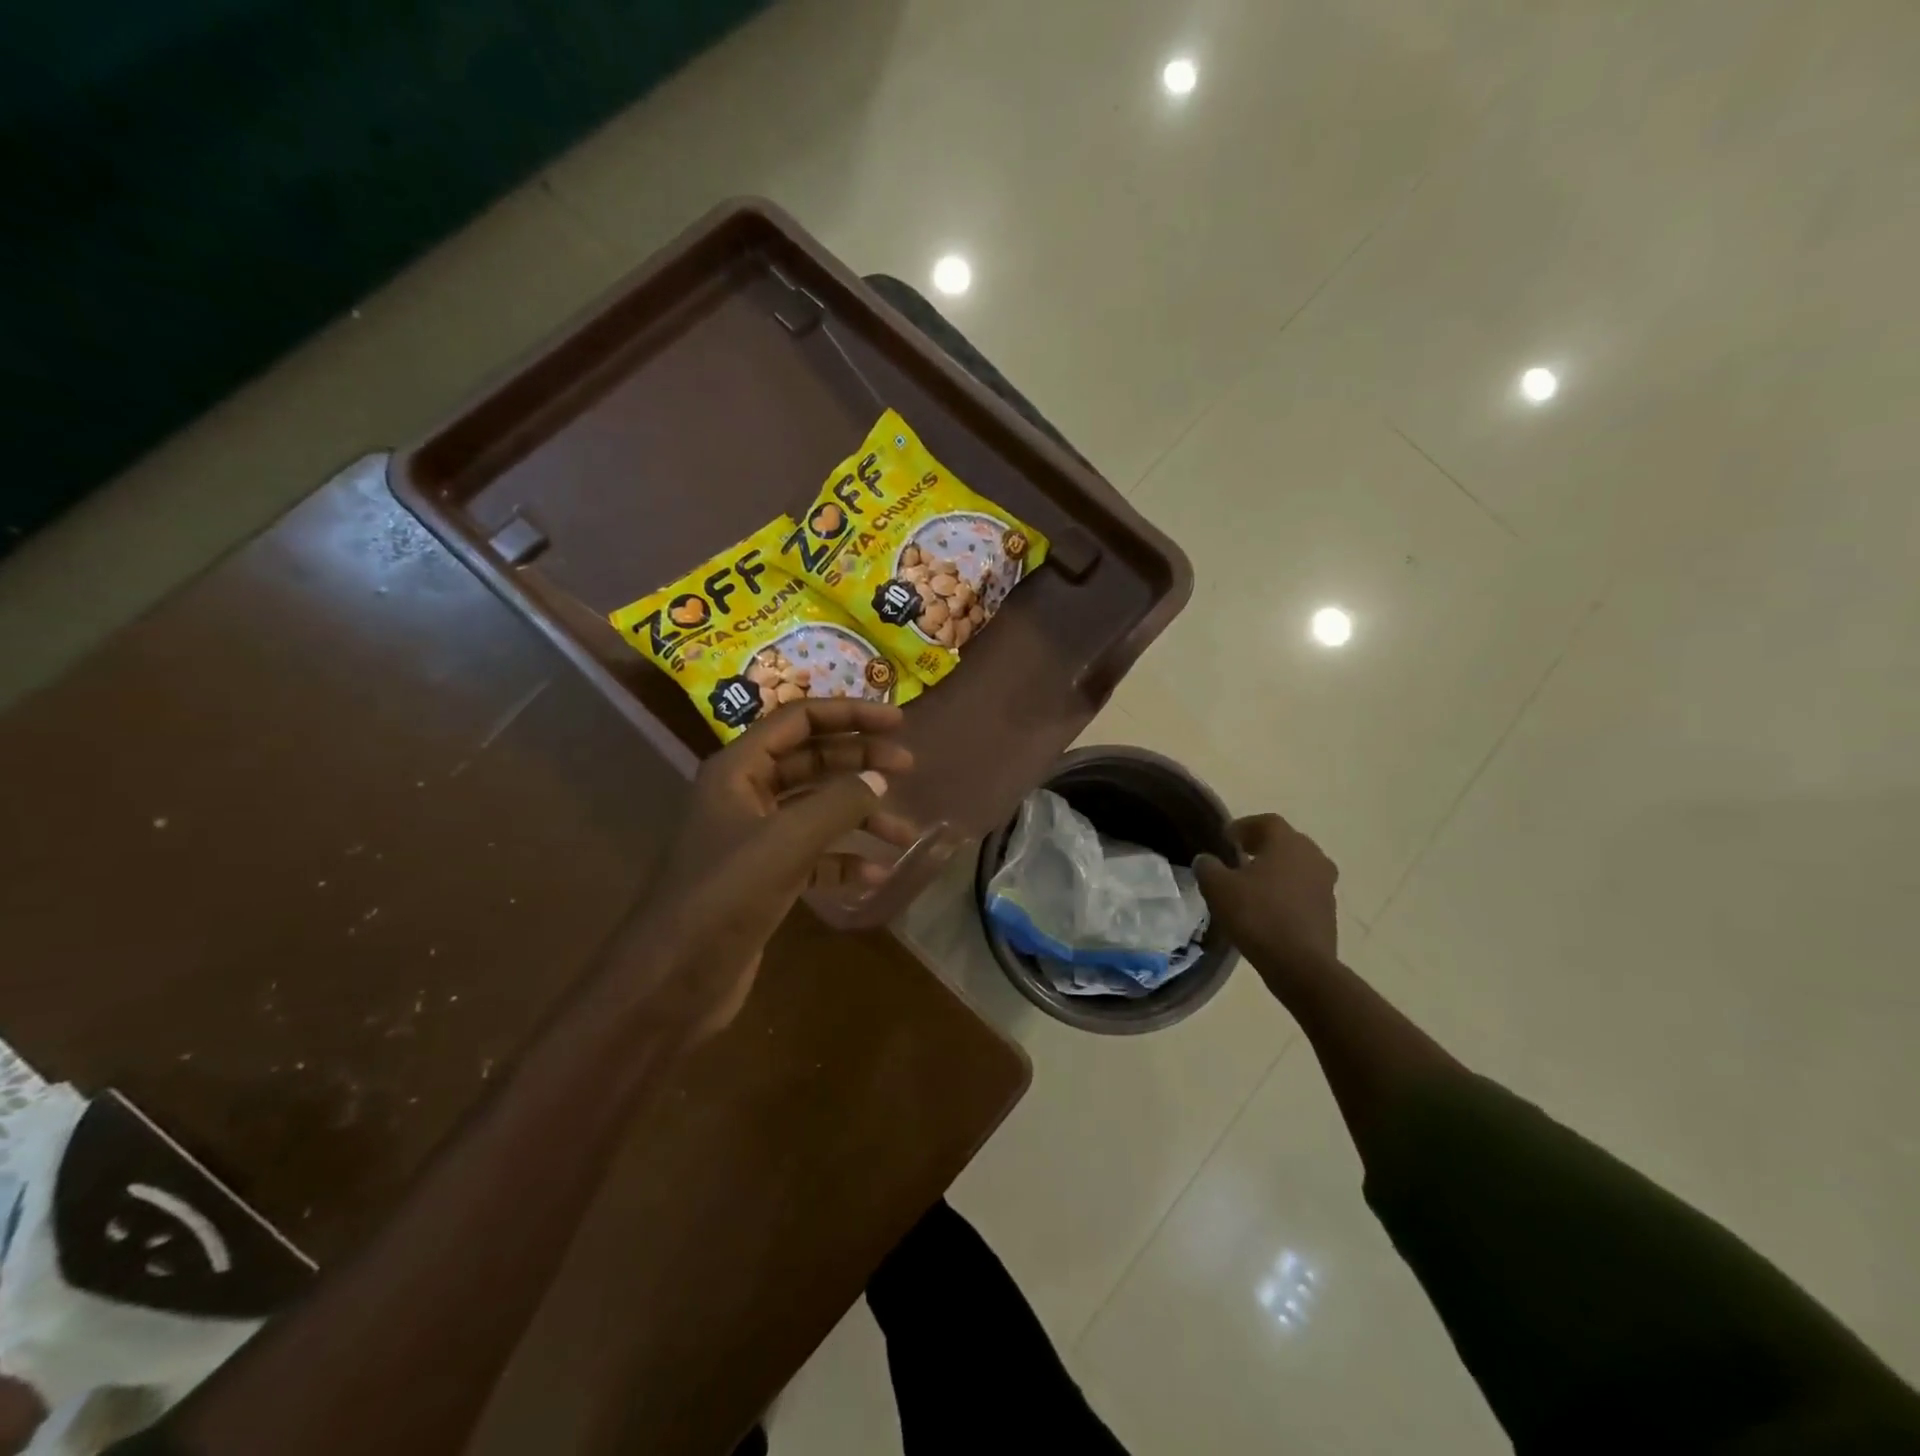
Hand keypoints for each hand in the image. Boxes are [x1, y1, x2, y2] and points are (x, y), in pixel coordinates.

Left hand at [621, 700, 916, 1037]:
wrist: (672, 982)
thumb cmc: (724, 897)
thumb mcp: (786, 841)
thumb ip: (838, 803)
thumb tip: (878, 779)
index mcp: (739, 770)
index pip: (799, 721)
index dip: (850, 714)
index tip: (898, 721)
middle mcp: (746, 795)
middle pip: (812, 760)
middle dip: (860, 761)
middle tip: (909, 766)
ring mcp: (755, 838)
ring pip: (818, 810)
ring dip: (862, 817)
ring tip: (906, 833)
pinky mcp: (765, 878)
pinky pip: (814, 855)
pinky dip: (845, 860)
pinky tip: (876, 874)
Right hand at [1194, 814, 1339, 991]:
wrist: (1301, 965)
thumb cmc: (1258, 916)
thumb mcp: (1218, 888)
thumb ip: (1208, 868)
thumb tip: (1205, 860)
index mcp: (1288, 843)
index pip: (1266, 822)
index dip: (1244, 826)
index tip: (1226, 838)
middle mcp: (1312, 856)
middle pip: (1285, 842)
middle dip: (1262, 846)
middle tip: (1239, 856)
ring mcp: (1325, 884)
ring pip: (1298, 867)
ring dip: (1276, 870)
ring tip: (1252, 884)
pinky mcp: (1329, 911)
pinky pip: (1304, 890)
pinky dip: (1287, 892)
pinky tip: (1268, 907)